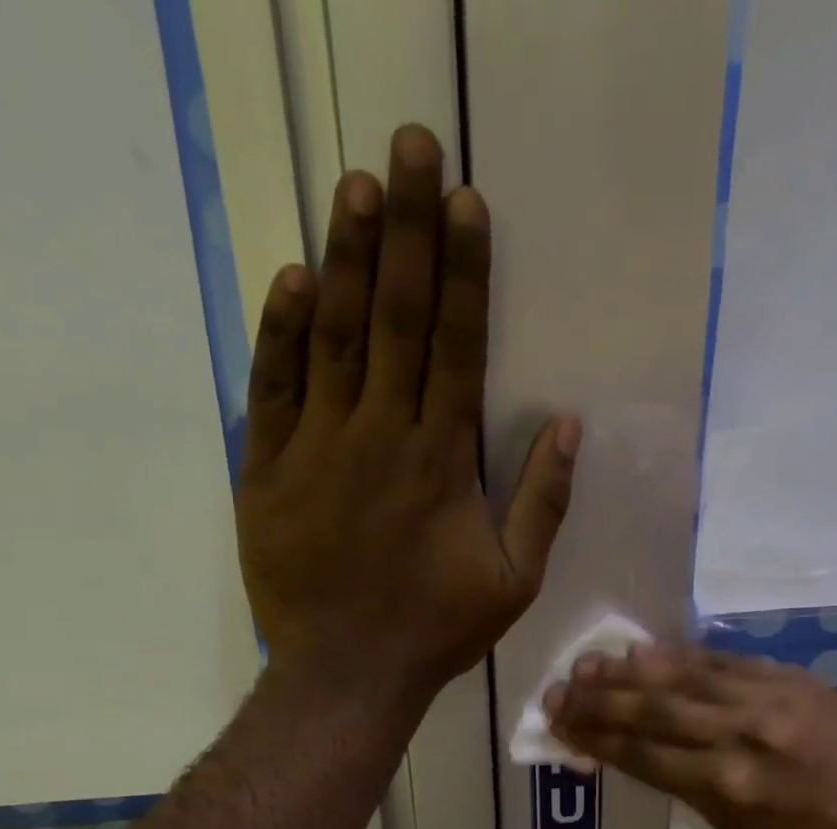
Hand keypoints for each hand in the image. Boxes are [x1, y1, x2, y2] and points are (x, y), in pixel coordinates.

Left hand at [236, 124, 578, 709]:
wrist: (346, 672)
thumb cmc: (435, 630)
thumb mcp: (512, 581)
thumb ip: (543, 504)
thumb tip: (570, 426)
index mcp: (441, 461)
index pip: (456, 345)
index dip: (462, 270)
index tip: (465, 202)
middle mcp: (380, 436)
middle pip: (396, 318)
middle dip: (406, 228)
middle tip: (410, 148)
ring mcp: (316, 449)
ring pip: (334, 338)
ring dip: (347, 258)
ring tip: (357, 186)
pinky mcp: (266, 470)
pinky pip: (272, 389)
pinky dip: (282, 333)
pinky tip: (294, 279)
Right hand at [546, 644, 836, 828]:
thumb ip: (680, 784)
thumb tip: (631, 748)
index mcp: (724, 788)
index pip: (641, 753)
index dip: (594, 736)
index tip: (558, 722)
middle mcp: (741, 737)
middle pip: (653, 710)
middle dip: (599, 699)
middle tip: (558, 689)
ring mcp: (770, 701)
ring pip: (684, 677)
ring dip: (630, 670)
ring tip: (589, 662)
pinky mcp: (792, 679)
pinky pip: (724, 661)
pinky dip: (682, 656)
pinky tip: (646, 651)